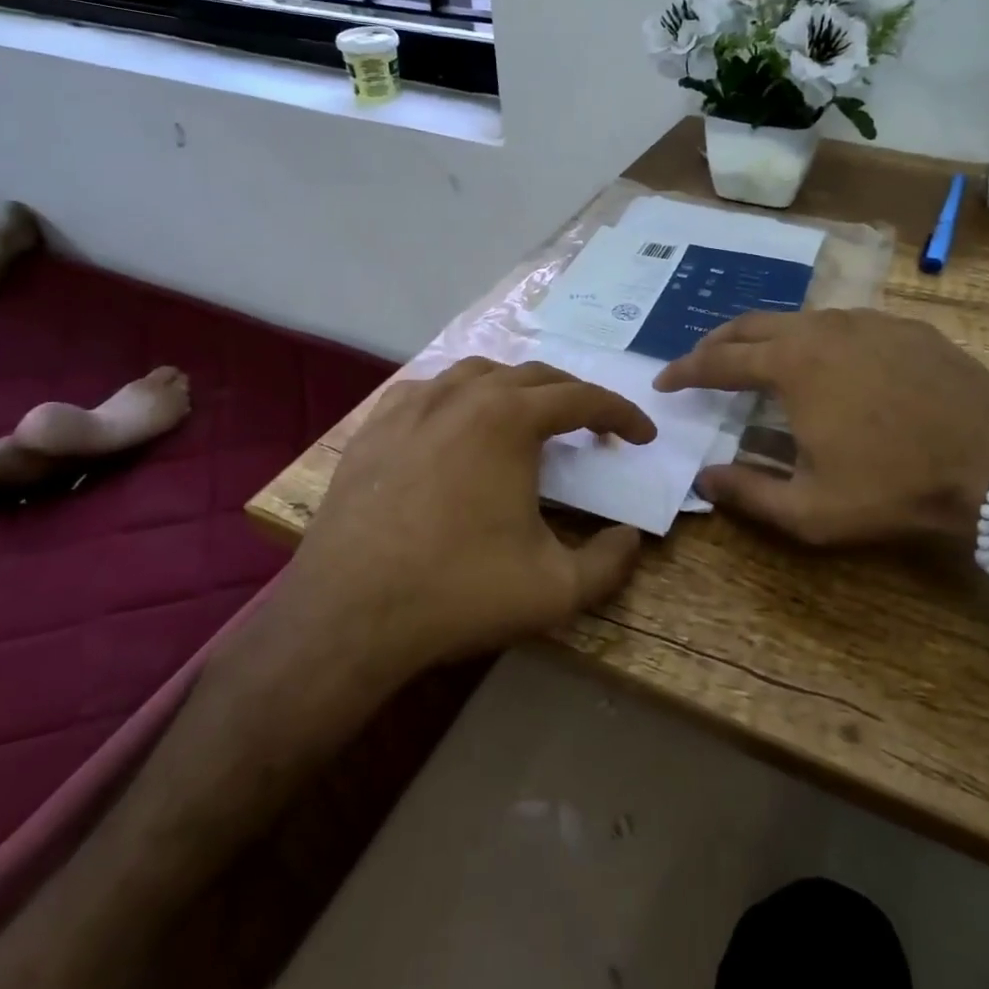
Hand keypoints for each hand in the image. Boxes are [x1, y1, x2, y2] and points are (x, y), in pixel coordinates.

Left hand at [285, 358, 657, 672]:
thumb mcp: (556, 589)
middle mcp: (463, 395)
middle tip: (594, 430)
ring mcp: (412, 406)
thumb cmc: (458, 592)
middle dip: (574, 398)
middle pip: (535, 377)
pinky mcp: (374, 427)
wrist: (347, 615)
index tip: (642, 436)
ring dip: (517, 389)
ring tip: (531, 420)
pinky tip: (458, 425)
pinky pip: (429, 390)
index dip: (620, 414)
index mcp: (510, 419)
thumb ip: (610, 563)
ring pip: (479, 373)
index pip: (582, 398)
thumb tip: (630, 538)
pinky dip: (460, 398)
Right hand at [654, 309, 988, 547]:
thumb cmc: (895, 486)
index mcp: (792, 364)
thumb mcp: (810, 510)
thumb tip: (703, 480)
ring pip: (801, 319)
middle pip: (753, 324)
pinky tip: (827, 363)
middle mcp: (824, 329)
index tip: (663, 381)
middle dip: (718, 341)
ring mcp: (869, 322)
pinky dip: (816, 339)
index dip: (685, 370)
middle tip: (699, 361)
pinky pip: (844, 325)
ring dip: (767, 338)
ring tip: (758, 361)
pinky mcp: (906, 328)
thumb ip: (748, 493)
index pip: (720, 360)